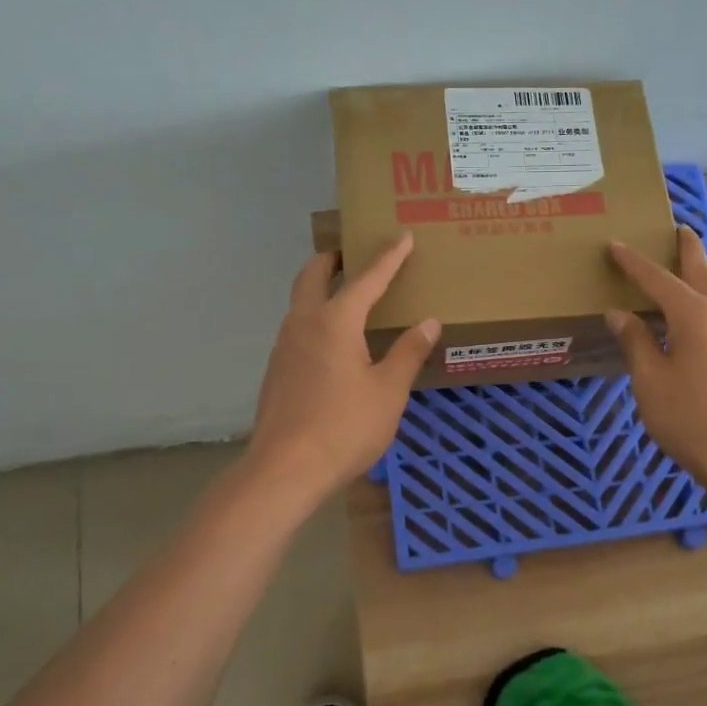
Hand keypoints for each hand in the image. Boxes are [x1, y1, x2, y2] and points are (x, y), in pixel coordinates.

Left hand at [246, 233, 438, 504]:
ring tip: (348, 295)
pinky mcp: (277, 370)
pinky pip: (298, 327)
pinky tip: (333, 342)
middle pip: (313, 275)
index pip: (367, 279)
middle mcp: (304, 323)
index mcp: (335, 322)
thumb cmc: (344, 427)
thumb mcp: (388, 391)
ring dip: (321, 288)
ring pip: (300, 301)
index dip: (388, 257)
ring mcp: (284, 346)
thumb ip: (408, 352)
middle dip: (335, 259)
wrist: (284, 469)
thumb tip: (429, 322)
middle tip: (355, 255)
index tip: (402, 236)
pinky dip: (316, 316)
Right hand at [606, 228, 706, 499]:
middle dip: (687, 249)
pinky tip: (699, 313)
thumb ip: (635, 342)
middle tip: (678, 228)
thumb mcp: (651, 382)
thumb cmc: (692, 420)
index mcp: (695, 314)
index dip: (633, 262)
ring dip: (701, 274)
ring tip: (685, 266)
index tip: (615, 244)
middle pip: (701, 270)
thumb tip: (619, 313)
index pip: (657, 278)